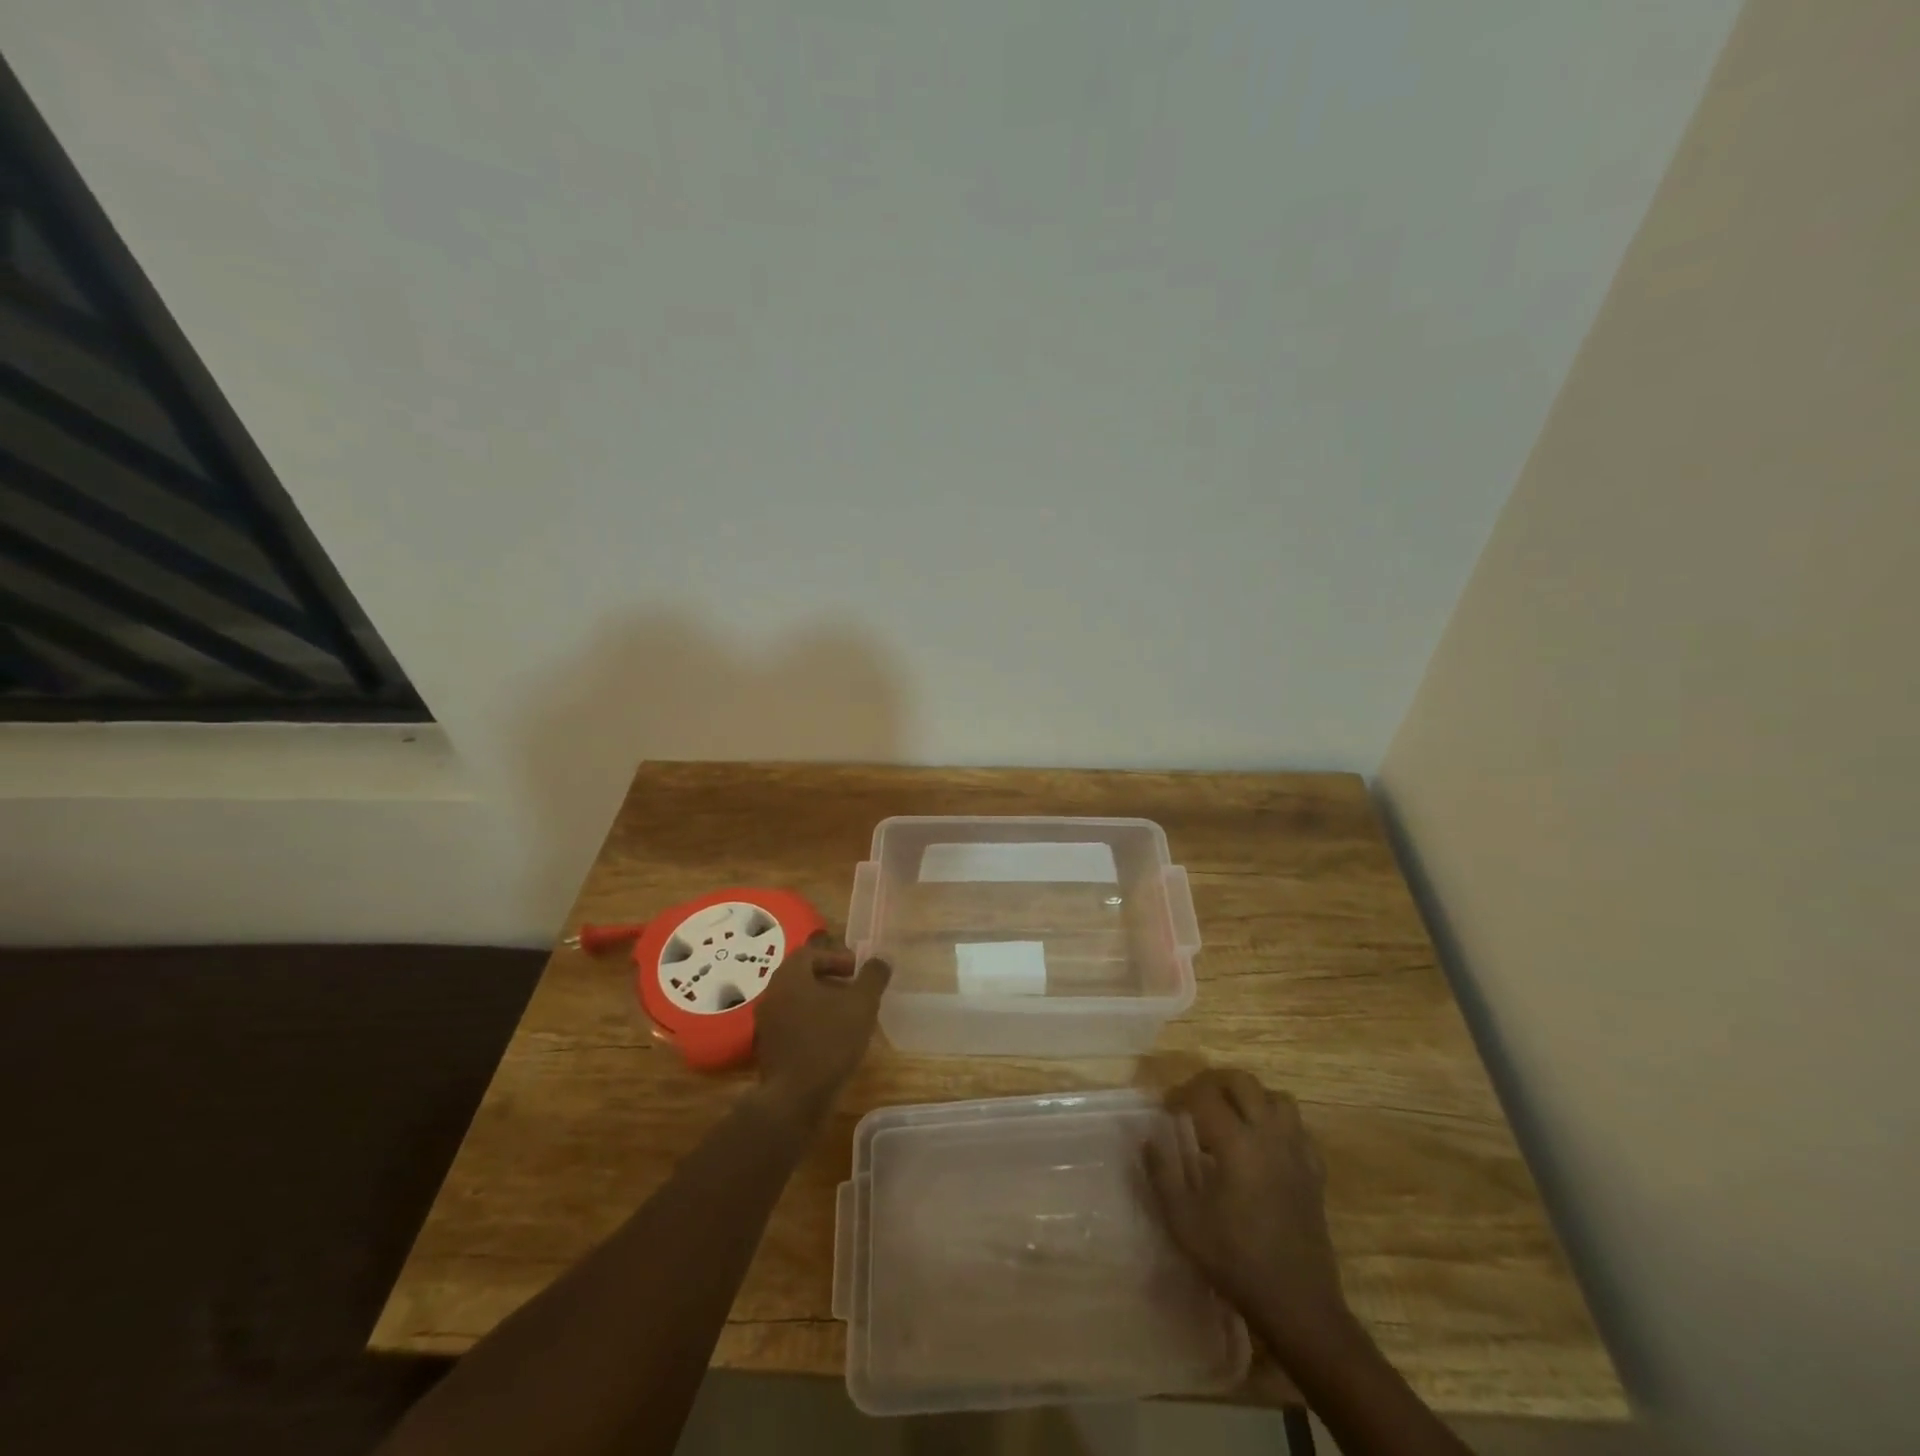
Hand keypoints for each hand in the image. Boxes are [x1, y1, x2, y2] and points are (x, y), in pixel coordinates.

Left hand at [753, 932, 889, 1110]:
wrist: (794, 1100)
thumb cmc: (829, 1042)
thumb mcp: (862, 1004)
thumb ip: (873, 977)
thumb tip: (881, 959)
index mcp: (789, 977)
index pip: (810, 953)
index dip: (836, 957)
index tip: (857, 971)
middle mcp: (772, 995)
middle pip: (802, 977)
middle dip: (831, 980)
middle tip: (855, 990)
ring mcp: (766, 1025)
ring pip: (797, 1002)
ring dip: (822, 1003)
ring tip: (848, 1017)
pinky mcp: (769, 1050)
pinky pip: (792, 1025)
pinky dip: (812, 1025)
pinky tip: (834, 1041)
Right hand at [1145, 1068, 1354, 1358]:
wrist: (1297, 1304)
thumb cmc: (1235, 1261)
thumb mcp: (1184, 1221)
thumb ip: (1162, 1174)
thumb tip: (1149, 1140)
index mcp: (1236, 1143)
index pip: (1205, 1095)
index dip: (1181, 1094)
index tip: (1167, 1108)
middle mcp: (1269, 1136)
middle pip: (1243, 1082)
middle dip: (1214, 1082)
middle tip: (1195, 1099)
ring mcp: (1296, 1152)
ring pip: (1276, 1098)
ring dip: (1250, 1097)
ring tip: (1231, 1115)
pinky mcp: (1314, 1171)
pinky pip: (1298, 1127)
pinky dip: (1277, 1123)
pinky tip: (1264, 1144)